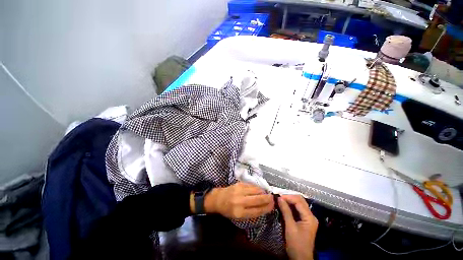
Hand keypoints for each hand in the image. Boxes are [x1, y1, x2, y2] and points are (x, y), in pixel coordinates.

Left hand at [205, 182, 273, 218]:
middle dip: (267, 199)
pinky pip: (251, 185)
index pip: (257, 211)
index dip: (266, 208)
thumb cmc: (228, 210)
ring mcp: (239, 191)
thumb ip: (251, 213)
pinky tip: (260, 190)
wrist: (218, 198)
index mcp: (239, 212)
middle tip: (273, 198)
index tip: (273, 206)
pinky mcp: (239, 184)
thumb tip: (264, 207)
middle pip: (258, 200)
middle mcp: (240, 201)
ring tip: (267, 194)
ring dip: (263, 192)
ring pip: (256, 190)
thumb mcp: (238, 216)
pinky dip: (257, 188)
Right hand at [278, 195, 317, 259]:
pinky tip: (284, 206)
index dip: (288, 197)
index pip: (299, 201)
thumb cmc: (296, 244)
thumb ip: (285, 211)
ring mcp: (308, 218)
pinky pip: (297, 209)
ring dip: (289, 201)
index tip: (278, 197)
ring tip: (280, 200)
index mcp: (309, 217)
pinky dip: (290, 206)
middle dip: (289, 197)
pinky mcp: (304, 221)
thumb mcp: (290, 227)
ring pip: (298, 204)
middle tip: (279, 197)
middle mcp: (310, 215)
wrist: (301, 259)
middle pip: (300, 200)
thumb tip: (279, 198)